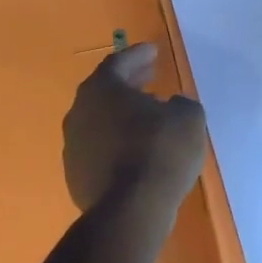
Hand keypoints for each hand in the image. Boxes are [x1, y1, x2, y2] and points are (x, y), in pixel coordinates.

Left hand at [62, 42, 207, 215]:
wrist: (130, 211)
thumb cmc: (160, 152)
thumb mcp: (187, 118)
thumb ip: (180, 104)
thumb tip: (172, 106)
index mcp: (102, 89)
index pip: (118, 62)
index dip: (138, 55)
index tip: (154, 51)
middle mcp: (80, 112)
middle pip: (104, 90)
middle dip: (129, 82)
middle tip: (150, 76)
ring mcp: (73, 147)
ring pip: (99, 120)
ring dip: (122, 114)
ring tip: (148, 115)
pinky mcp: (76, 176)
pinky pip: (99, 148)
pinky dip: (116, 141)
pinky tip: (137, 149)